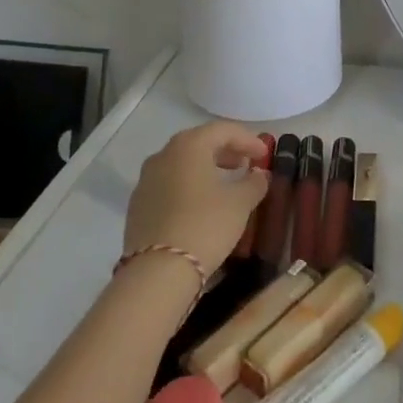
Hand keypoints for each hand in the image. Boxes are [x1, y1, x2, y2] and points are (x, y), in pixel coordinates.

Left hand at [124, 121, 268, 273]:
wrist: (157, 272)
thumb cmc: (205, 225)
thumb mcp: (239, 203)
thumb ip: (254, 183)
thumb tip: (259, 174)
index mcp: (189, 145)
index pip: (223, 130)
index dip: (247, 139)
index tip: (264, 155)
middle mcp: (164, 154)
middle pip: (199, 143)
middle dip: (225, 151)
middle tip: (245, 165)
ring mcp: (146, 180)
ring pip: (181, 164)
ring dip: (205, 168)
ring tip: (224, 184)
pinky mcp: (137, 205)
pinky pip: (168, 184)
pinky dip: (187, 186)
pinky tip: (199, 205)